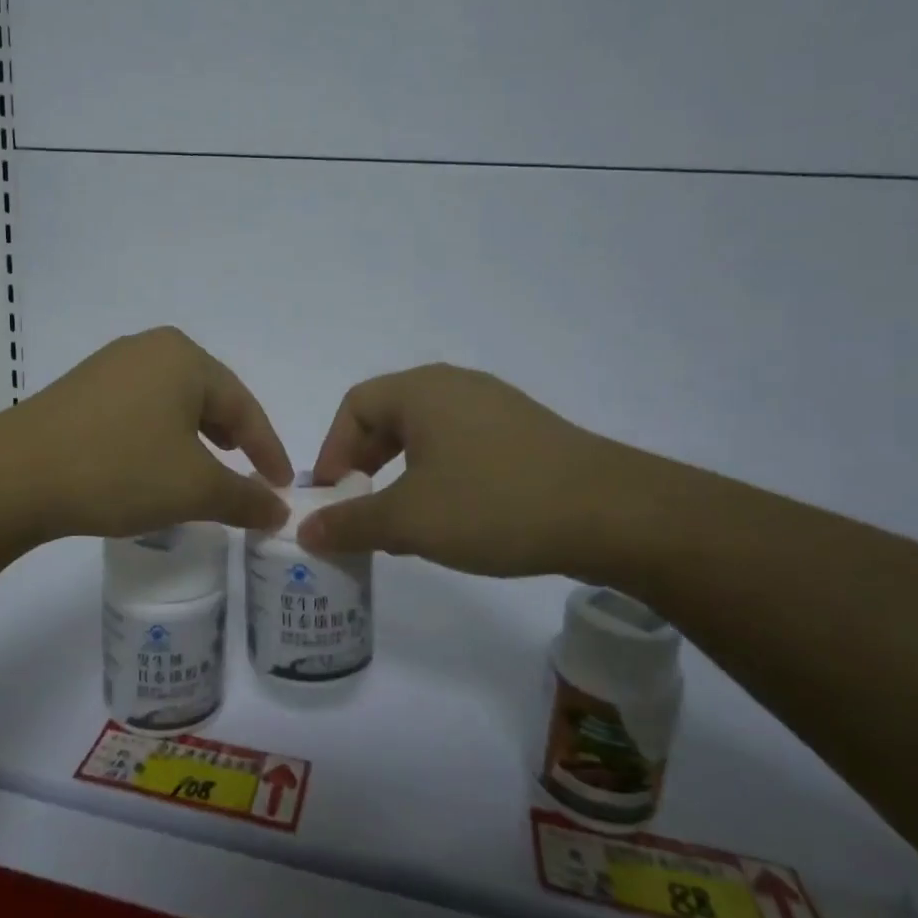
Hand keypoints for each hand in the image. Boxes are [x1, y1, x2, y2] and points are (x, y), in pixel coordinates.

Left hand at [12, 328, 292, 539]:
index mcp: (185, 358)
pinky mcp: (81, 390)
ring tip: (206, 470)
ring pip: (172, 404)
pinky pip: (139, 411)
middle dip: (233, 439)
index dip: (269, 450)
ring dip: (195, 440)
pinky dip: (159, 438)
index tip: (282, 486)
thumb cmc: (120, 470)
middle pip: (209, 398)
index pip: (244, 406)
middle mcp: (149, 349)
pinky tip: (153, 465)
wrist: (15, 476)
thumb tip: (278, 511)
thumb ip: (245, 498)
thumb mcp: (193, 489)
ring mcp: (110, 366)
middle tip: (249, 474)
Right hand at [300, 364, 621, 576]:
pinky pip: (463, 446)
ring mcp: (496, 407)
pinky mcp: (526, 433)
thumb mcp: (410, 520)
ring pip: (427, 434)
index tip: (333, 497)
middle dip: (365, 464)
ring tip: (402, 521)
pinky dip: (440, 476)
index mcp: (421, 390)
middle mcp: (456, 386)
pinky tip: (453, 518)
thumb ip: (351, 523)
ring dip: (401, 474)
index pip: (354, 406)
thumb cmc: (494, 504)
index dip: (333, 451)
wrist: (612, 514)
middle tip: (360, 509)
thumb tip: (305, 530)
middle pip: (389, 417)